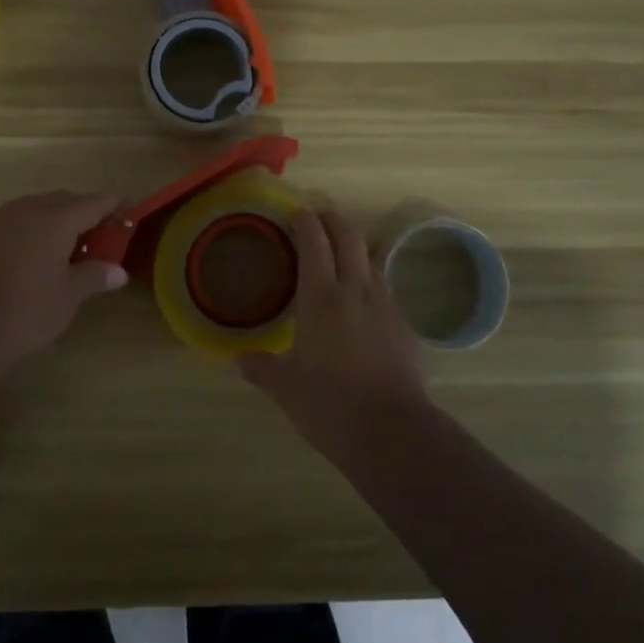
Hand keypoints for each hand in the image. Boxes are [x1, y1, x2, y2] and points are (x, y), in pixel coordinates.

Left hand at [0, 191, 127, 368]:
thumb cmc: (25, 312)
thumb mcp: (68, 297)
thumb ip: (95, 276)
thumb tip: (119, 271)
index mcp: (56, 219)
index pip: (94, 202)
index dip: (112, 205)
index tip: (126, 208)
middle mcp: (29, 209)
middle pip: (65, 200)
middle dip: (84, 212)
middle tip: (98, 235)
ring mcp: (0, 219)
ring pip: (37, 208)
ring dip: (56, 219)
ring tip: (67, 246)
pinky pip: (16, 221)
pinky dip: (32, 229)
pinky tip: (33, 255)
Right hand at [236, 207, 429, 449]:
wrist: (392, 430)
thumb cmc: (329, 404)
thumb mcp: (285, 388)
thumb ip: (261, 368)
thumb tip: (238, 359)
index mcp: (320, 297)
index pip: (314, 242)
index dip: (305, 222)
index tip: (297, 212)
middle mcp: (355, 290)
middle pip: (349, 237)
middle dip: (333, 220)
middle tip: (319, 219)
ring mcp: (385, 305)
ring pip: (372, 259)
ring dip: (356, 247)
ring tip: (342, 255)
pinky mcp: (404, 326)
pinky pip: (386, 290)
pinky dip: (371, 283)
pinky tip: (364, 303)